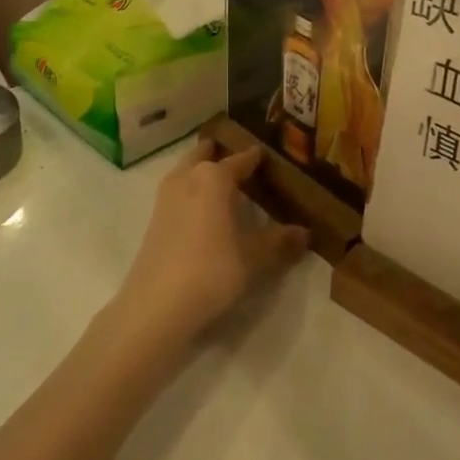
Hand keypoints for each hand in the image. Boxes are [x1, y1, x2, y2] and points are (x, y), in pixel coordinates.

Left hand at [115, 139, 309, 348]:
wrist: (157, 305)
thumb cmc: (212, 270)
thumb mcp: (254, 258)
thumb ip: (279, 241)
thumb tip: (305, 232)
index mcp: (214, 177)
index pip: (240, 160)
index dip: (255, 158)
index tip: (267, 155)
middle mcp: (187, 177)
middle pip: (204, 155)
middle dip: (220, 154)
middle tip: (239, 160)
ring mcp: (166, 198)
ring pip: (186, 171)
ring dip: (201, 171)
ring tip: (222, 183)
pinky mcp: (154, 220)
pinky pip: (178, 192)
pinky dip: (191, 192)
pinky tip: (203, 210)